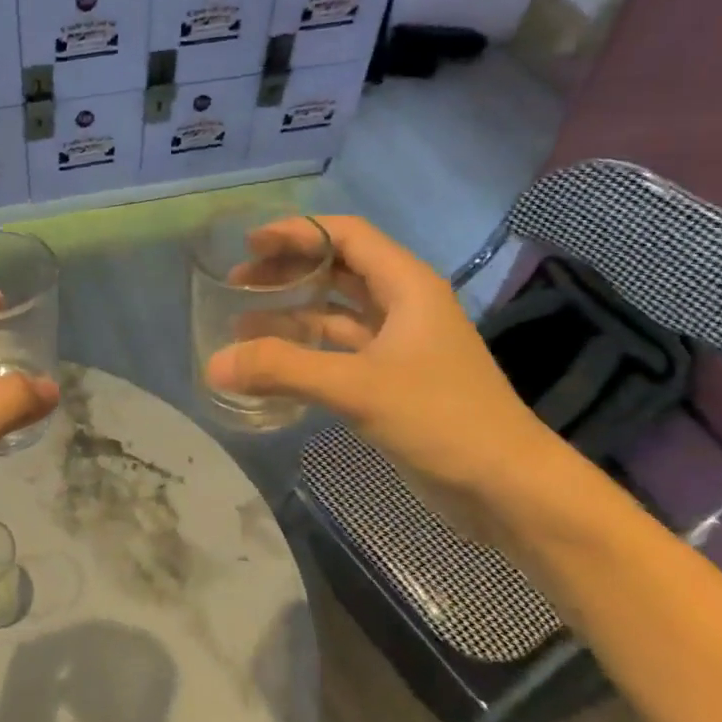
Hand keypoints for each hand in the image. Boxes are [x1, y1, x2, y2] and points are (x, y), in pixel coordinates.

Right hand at [206, 216, 558, 545]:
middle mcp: (403, 305)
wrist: (507, 488)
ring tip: (241, 324)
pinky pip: (340, 350)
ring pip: (337, 312)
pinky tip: (273, 364)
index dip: (297, 233)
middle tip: (238, 283)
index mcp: (407, 285)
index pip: (346, 235)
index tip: (249, 244)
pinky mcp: (393, 379)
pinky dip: (306, 350)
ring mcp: (399, 344)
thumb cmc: (442, 419)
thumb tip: (214, 365)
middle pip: (338, 269)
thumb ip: (284, 370)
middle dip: (288, 271)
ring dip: (292, 312)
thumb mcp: (357, 388)